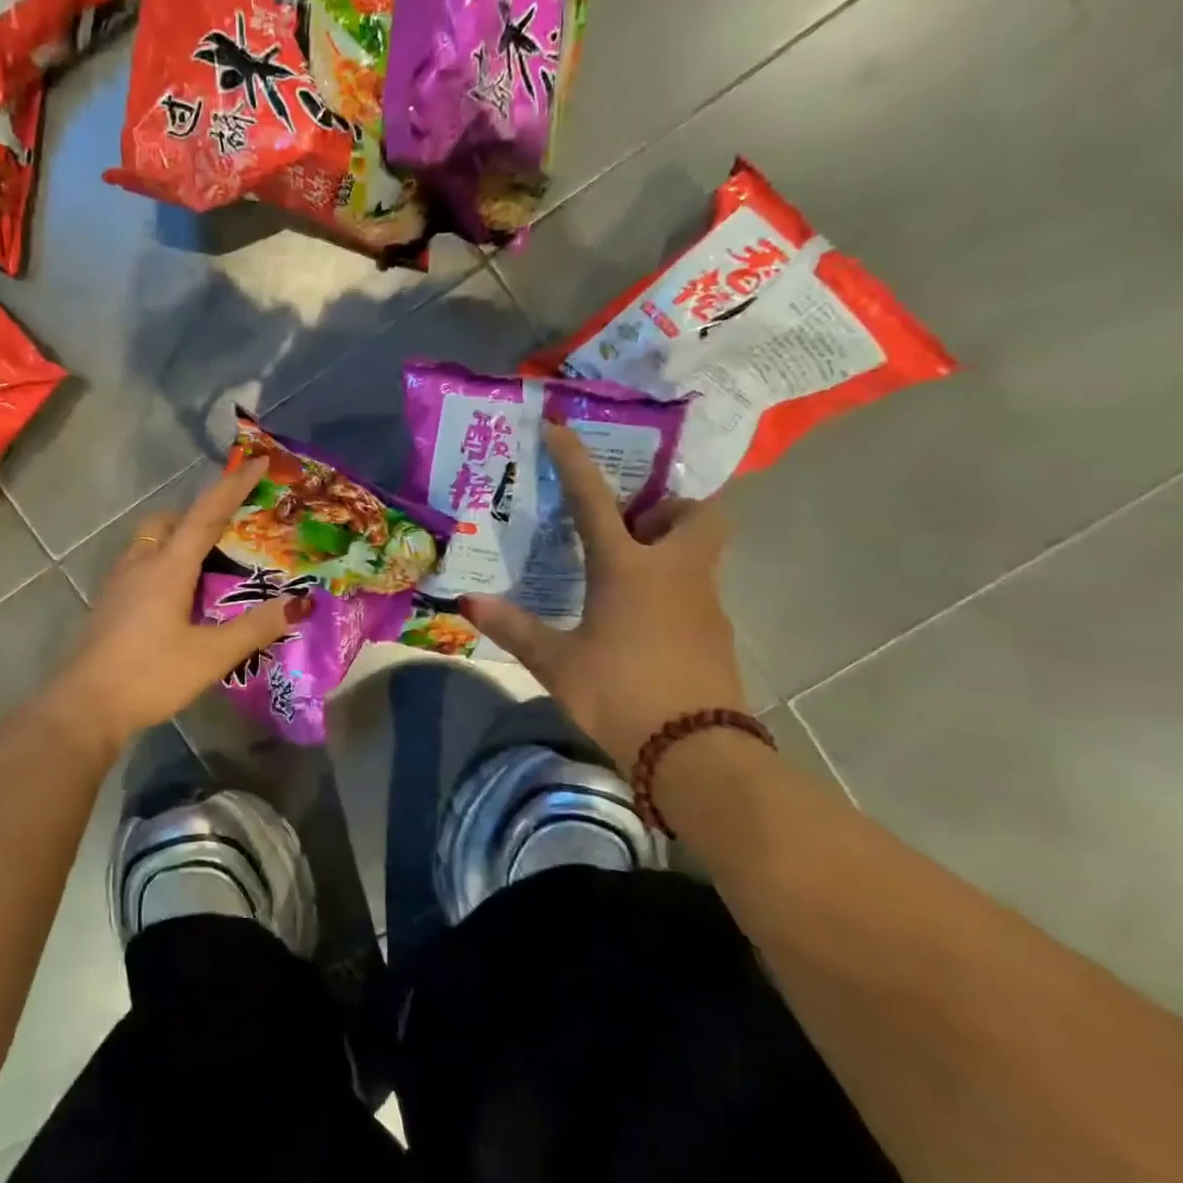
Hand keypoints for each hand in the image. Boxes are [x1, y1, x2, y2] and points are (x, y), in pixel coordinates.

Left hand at [51, 458, 310, 749]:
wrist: (84, 707)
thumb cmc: (150, 675)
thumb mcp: (212, 655)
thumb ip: (257, 627)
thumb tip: (301, 602)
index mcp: (168, 566)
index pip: (206, 514)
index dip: (233, 486)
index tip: (258, 463)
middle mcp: (142, 563)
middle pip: (171, 520)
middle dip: (201, 512)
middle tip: (231, 528)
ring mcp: (119, 582)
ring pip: (151, 540)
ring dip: (178, 536)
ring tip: (206, 562)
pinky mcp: (109, 602)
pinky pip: (141, 563)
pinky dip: (163, 561)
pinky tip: (176, 595)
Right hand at [461, 423, 745, 770]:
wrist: (697, 756)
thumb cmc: (620, 694)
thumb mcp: (555, 661)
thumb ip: (512, 626)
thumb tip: (466, 601)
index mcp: (629, 569)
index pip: (595, 501)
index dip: (574, 461)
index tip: (560, 427)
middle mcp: (675, 573)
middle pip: (697, 514)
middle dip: (668, 506)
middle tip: (631, 523)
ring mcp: (705, 603)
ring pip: (699, 552)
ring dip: (668, 547)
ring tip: (621, 573)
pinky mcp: (716, 634)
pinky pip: (696, 590)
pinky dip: (671, 588)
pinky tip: (638, 619)